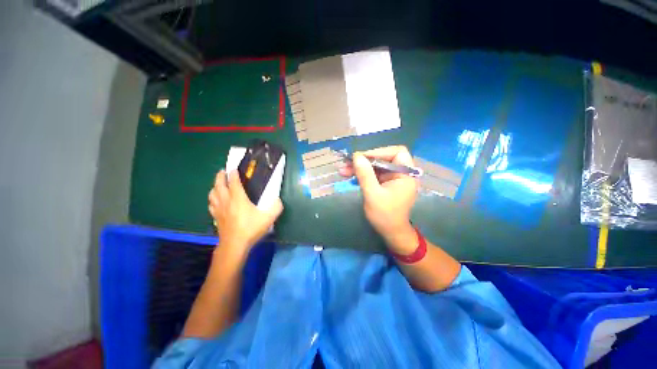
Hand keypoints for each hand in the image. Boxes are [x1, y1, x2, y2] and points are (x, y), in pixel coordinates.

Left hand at [208, 170, 282, 253]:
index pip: (233, 182)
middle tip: (223, 171)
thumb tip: (277, 199)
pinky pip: (211, 204)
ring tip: (218, 184)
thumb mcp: (269, 217)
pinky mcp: (216, 217)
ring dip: (214, 186)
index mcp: (238, 198)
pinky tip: (215, 201)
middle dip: (220, 176)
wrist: (234, 245)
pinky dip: (212, 199)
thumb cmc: (251, 229)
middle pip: (219, 185)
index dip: (233, 174)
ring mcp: (219, 209)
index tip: (233, 168)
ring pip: (212, 194)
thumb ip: (276, 207)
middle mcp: (226, 201)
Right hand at [340, 146, 417, 251]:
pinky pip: (373, 174)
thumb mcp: (373, 194)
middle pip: (383, 158)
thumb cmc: (385, 216)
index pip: (396, 152)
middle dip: (364, 160)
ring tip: (343, 170)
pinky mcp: (384, 183)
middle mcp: (400, 173)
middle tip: (347, 163)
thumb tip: (356, 156)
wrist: (390, 232)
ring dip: (360, 167)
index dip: (379, 151)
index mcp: (406, 174)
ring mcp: (392, 178)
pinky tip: (349, 176)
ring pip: (375, 166)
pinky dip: (362, 174)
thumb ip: (365, 175)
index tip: (362, 157)